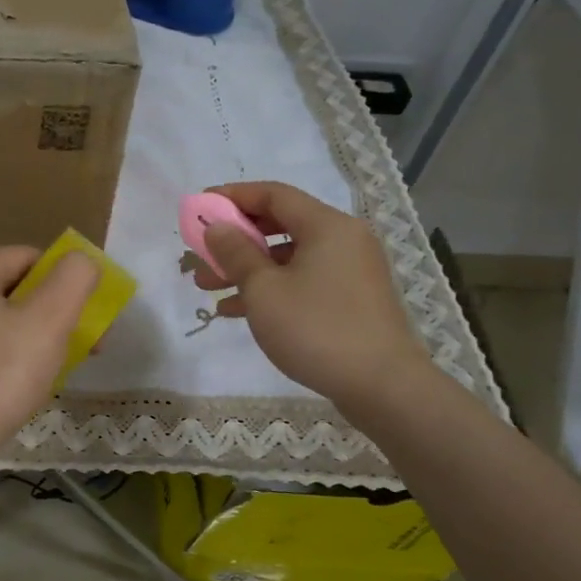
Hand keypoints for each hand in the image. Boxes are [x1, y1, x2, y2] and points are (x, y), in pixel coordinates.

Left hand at [0, 246, 98, 461]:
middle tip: (79, 349)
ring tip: (49, 373)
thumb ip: (73, 280)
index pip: (27, 258)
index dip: (65, 282)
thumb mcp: (48, 323)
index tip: (86, 318)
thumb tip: (81, 261)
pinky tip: (13, 389)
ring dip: (28, 340)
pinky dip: (0, 360)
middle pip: (10, 291)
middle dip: (51, 315)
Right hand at [195, 181, 434, 420]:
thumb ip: (236, 253)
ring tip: (206, 286)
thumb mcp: (264, 290)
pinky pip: (302, 281)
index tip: (199, 207)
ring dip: (246, 268)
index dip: (232, 197)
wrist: (382, 386)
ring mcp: (349, 271)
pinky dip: (270, 288)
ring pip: (288, 258)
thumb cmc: (317, 328)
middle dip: (234, 240)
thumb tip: (217, 226)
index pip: (273, 194)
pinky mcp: (350, 300)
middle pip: (280, 225)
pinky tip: (236, 310)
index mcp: (326, 226)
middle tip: (199, 254)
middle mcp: (342, 240)